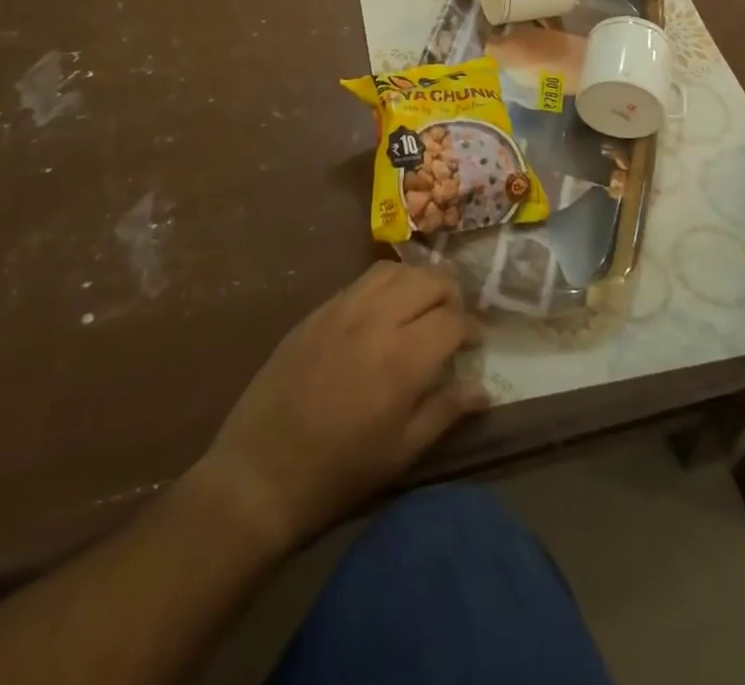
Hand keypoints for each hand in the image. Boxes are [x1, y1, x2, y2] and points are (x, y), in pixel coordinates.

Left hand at [192, 262, 487, 553]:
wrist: (260, 474)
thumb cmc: (339, 472)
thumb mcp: (402, 452)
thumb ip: (446, 411)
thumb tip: (484, 388)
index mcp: (403, 358)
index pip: (453, 320)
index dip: (472, 328)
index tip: (474, 344)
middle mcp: (376, 319)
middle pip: (428, 280)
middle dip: (451, 294)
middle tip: (453, 320)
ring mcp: (342, 309)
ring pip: (394, 270)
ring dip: (417, 281)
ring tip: (421, 305)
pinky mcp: (317, 311)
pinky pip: (361, 282)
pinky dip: (384, 286)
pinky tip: (383, 310)